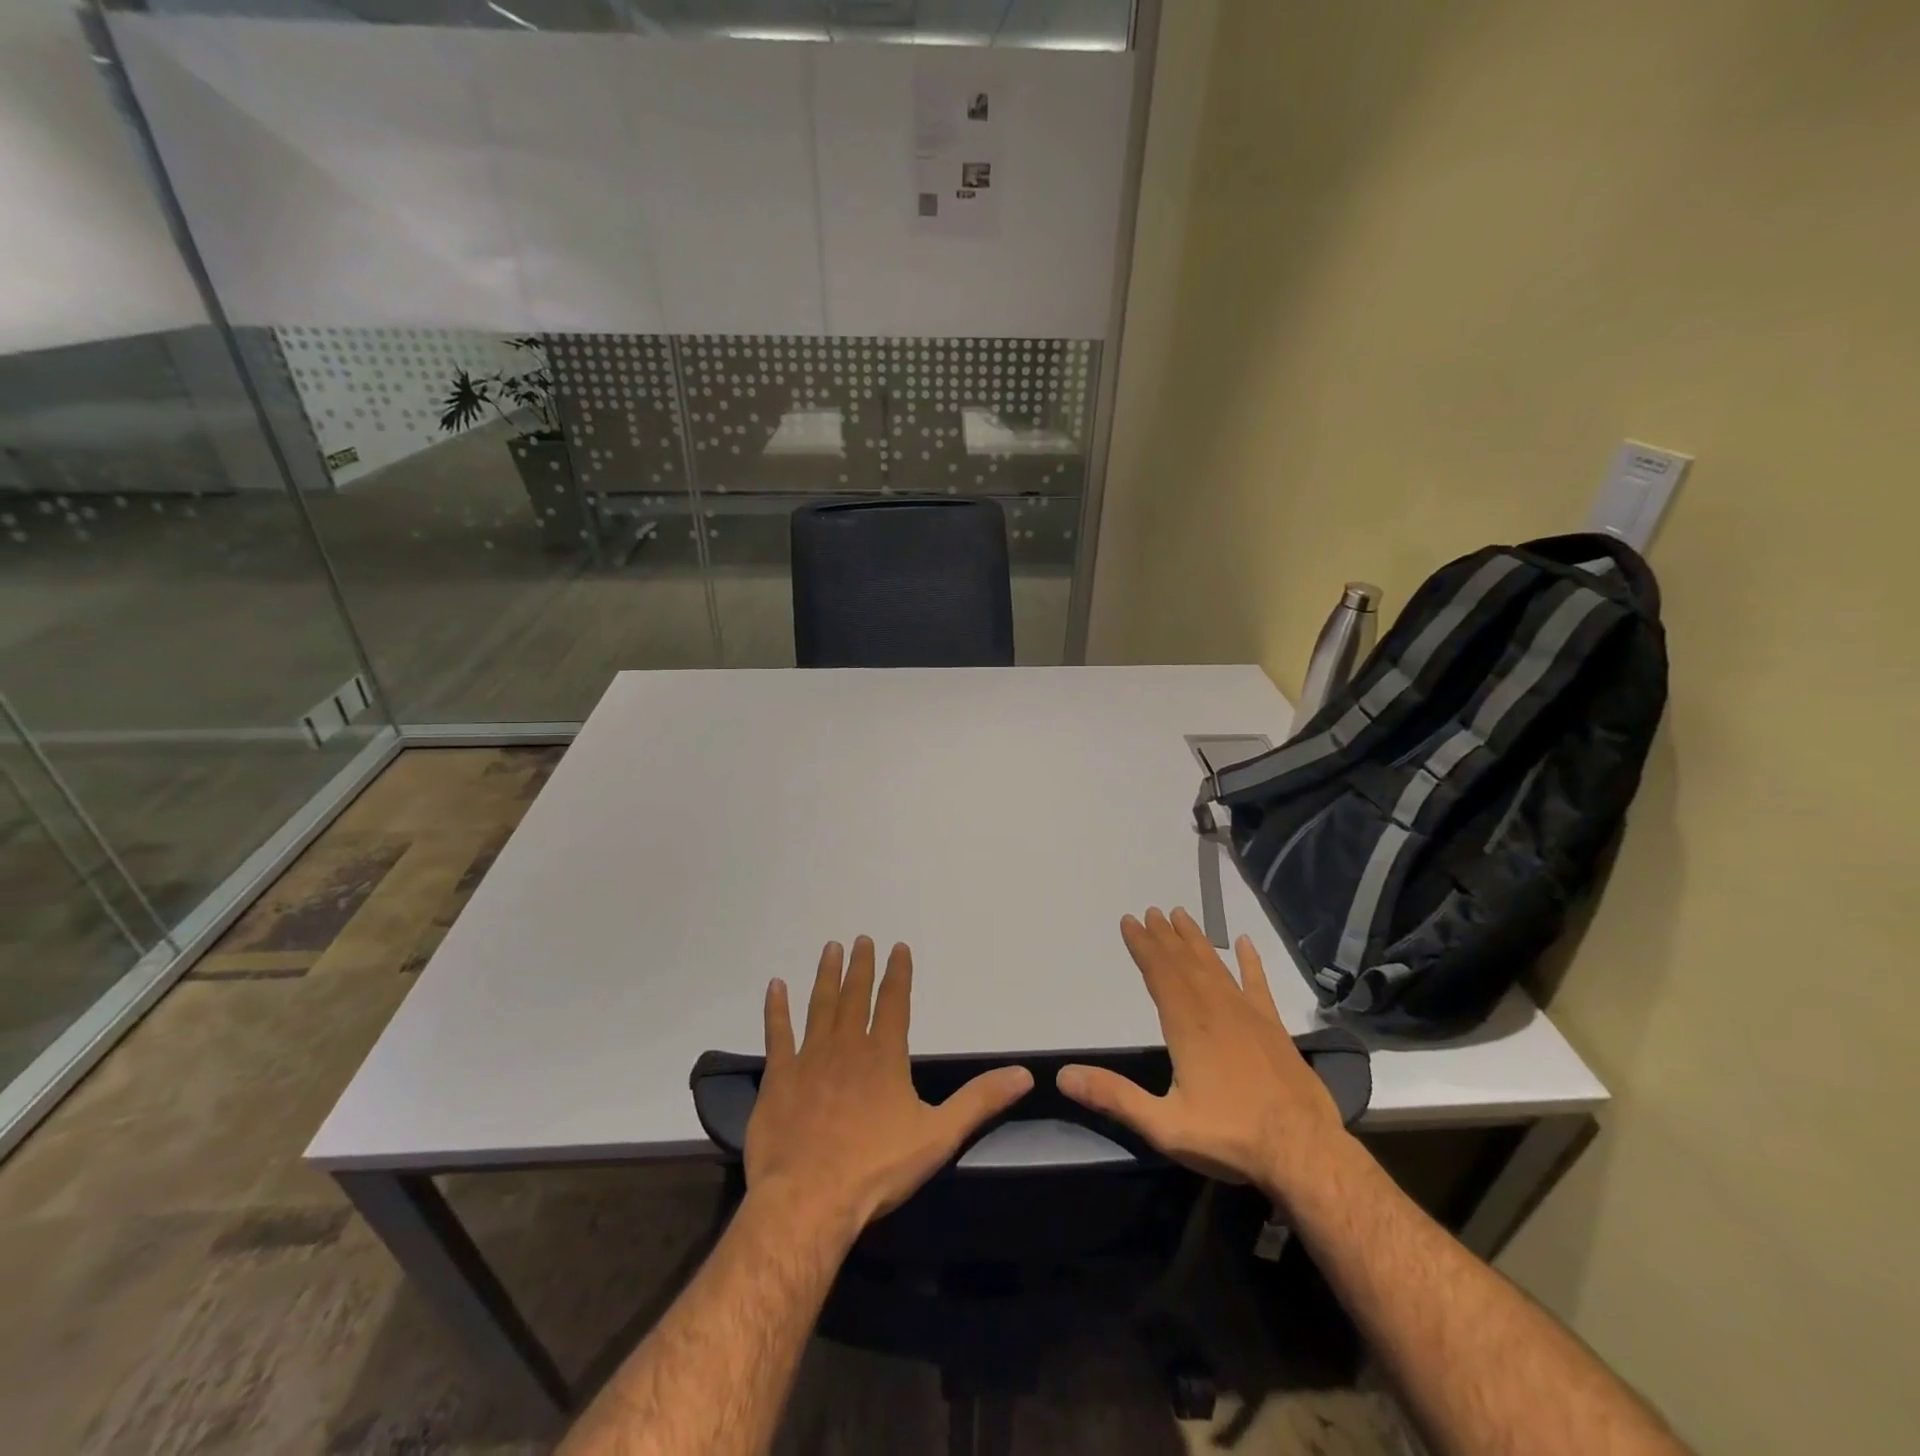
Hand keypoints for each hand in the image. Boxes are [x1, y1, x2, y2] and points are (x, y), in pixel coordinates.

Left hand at [745, 937, 1033, 1242]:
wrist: (809, 1199)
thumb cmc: (877, 1168)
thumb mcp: (939, 1135)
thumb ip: (980, 1101)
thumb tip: (1025, 1074)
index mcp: (884, 1055)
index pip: (894, 1003)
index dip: (898, 974)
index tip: (897, 947)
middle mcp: (846, 1045)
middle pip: (855, 995)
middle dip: (860, 966)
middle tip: (861, 939)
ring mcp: (809, 1058)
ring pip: (819, 1005)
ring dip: (825, 976)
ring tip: (830, 948)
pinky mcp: (778, 1077)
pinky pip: (777, 1034)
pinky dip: (776, 1009)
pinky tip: (775, 986)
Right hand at [1056, 907, 1347, 1200]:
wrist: (1304, 1152)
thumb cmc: (1230, 1136)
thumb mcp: (1163, 1125)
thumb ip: (1115, 1097)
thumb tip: (1064, 1076)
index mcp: (1187, 1025)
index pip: (1159, 973)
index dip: (1143, 946)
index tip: (1129, 921)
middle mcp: (1216, 1009)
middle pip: (1185, 963)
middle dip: (1164, 937)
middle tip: (1150, 912)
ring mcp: (1248, 1015)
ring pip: (1216, 967)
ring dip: (1196, 941)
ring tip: (1181, 916)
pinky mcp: (1274, 1028)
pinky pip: (1258, 984)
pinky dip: (1250, 962)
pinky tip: (1244, 943)